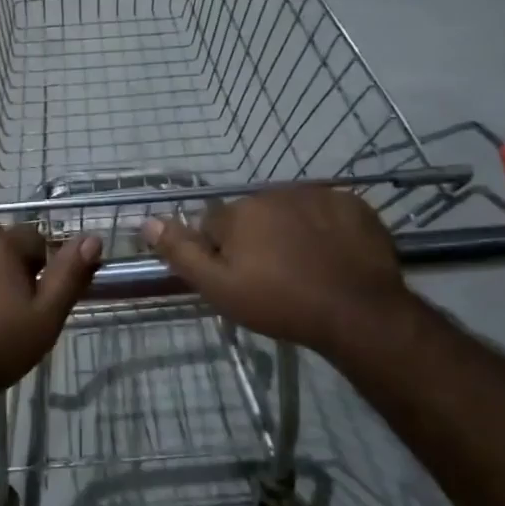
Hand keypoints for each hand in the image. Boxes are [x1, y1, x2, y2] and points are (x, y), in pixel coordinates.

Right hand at [142, 186, 409, 355]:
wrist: (359, 312)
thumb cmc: (281, 303)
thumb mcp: (220, 288)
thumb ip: (181, 253)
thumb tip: (146, 221)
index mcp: (239, 212)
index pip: (214, 224)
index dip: (221, 252)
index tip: (239, 278)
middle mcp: (273, 193)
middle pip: (253, 215)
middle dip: (257, 239)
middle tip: (274, 277)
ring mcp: (316, 195)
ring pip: (290, 211)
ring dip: (291, 231)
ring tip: (307, 268)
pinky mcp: (352, 204)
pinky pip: (328, 211)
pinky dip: (326, 228)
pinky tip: (334, 256)